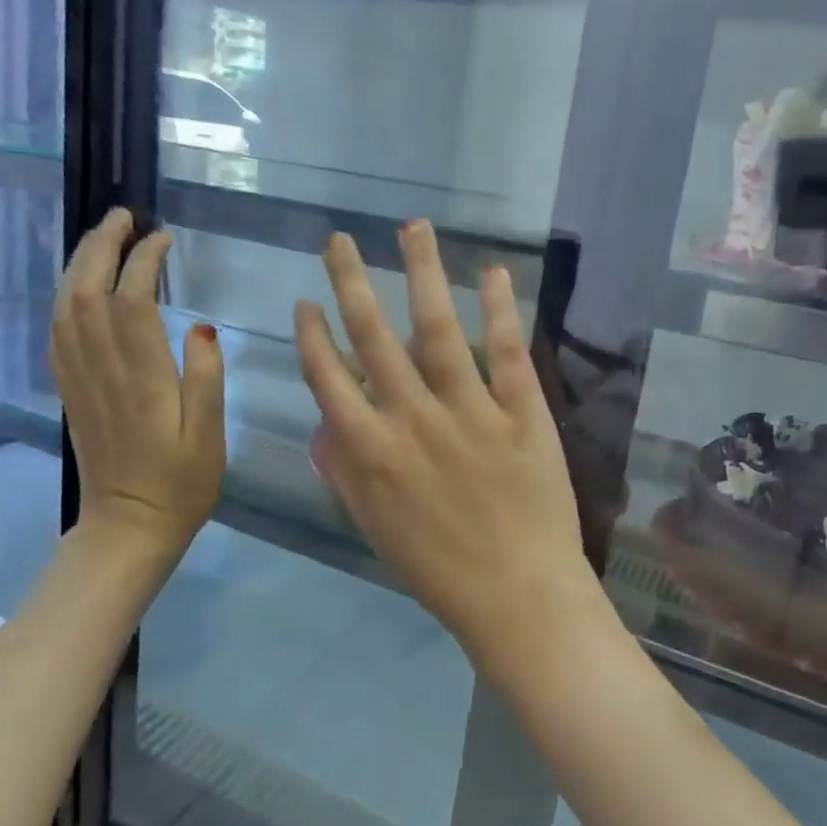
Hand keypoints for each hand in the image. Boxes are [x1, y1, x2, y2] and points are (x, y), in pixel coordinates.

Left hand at [51, 208, 224, 555]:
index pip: (132, 302)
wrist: (128, 528)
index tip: (164, 238)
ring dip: (79, 265)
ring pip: (66, 308)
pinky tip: (80, 286)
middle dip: (101, 247)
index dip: (143, 261)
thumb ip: (207, 377)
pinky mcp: (71, 392)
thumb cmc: (182, 483)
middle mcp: (103, 372)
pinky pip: (58, 333)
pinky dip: (66, 298)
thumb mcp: (210, 435)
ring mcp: (79, 381)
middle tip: (124, 216)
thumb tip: (203, 326)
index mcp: (142, 380)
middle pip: (87, 293)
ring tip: (102, 237)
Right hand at [295, 222, 603, 684]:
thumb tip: (323, 424)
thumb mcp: (375, 528)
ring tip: (413, 227)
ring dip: (422, 272)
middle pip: (373, 336)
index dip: (313, 335)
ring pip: (437, 328)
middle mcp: (411, 418)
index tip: (306, 303)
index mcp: (371, 449)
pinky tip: (492, 271)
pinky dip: (499, 309)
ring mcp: (469, 411)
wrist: (518, 598)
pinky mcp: (520, 414)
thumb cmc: (439, 570)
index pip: (328, 376)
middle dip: (351, 282)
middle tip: (340, 239)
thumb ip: (344, 473)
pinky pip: (505, 352)